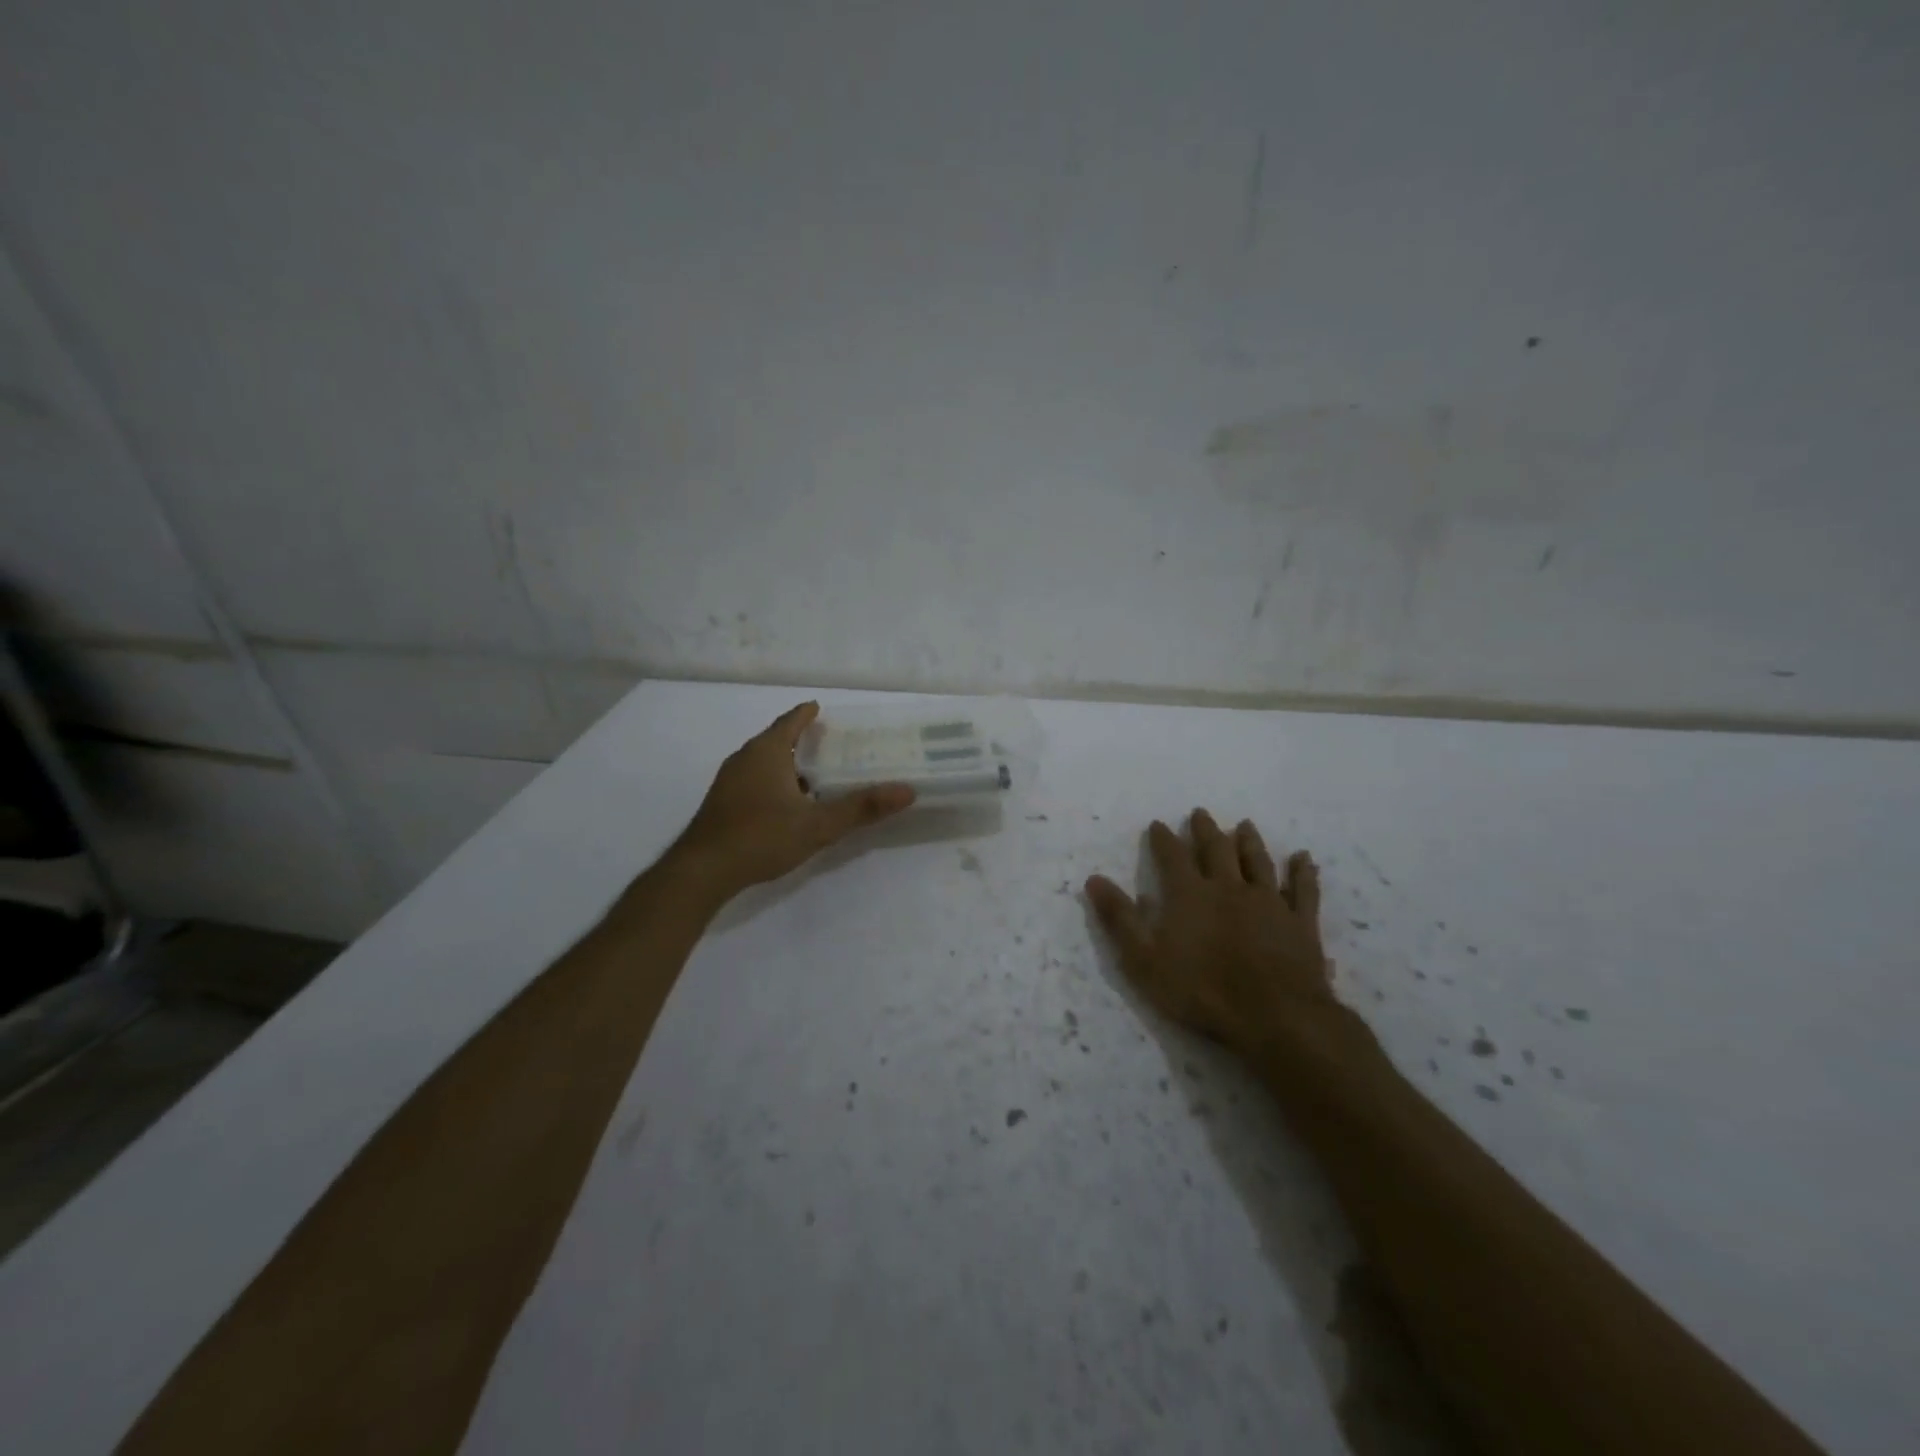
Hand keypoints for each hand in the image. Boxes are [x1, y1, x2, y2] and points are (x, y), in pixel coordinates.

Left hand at [670, 701, 914, 898]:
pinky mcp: (723, 803)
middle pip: (777, 739)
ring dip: (788, 763)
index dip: (808, 714)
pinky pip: (754, 780)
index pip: (790, 721)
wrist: (702, 872)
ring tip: (815, 774)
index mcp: (766, 752)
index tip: (823, 710)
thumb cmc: (761, 837)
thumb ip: (861, 808)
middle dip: (802, 739)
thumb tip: (906, 790)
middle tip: (831, 744)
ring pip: (764, 762)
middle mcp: (745, 758)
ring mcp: (729, 781)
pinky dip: (774, 782)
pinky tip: (789, 804)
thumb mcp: (818, 825)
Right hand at [1086, 810, 1337, 1061]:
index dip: (1163, 839)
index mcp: (1190, 894)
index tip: (1157, 824)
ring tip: (1244, 825)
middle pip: (1216, 850)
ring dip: (1249, 842)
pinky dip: (1303, 872)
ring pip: (1257, 862)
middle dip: (1205, 830)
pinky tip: (1304, 858)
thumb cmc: (1201, 990)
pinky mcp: (1300, 922)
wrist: (1275, 1016)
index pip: (1172, 856)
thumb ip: (1120, 918)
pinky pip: (1303, 889)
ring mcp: (1269, 902)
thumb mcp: (1144, 959)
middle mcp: (1229, 887)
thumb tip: (1094, 879)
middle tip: (1200, 813)